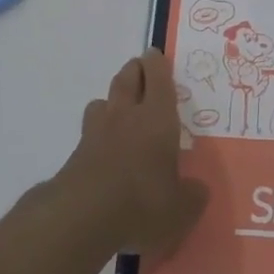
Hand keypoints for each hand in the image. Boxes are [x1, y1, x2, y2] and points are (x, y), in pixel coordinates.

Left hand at [56, 51, 208, 257]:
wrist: (81, 218)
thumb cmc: (142, 203)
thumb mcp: (181, 209)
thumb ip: (192, 195)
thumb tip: (197, 189)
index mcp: (157, 118)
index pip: (157, 77)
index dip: (157, 63)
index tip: (156, 55)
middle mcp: (126, 116)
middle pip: (127, 78)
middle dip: (135, 70)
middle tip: (142, 70)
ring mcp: (96, 133)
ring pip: (103, 100)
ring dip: (113, 98)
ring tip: (122, 109)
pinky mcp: (76, 154)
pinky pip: (90, 130)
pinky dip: (99, 131)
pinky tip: (106, 149)